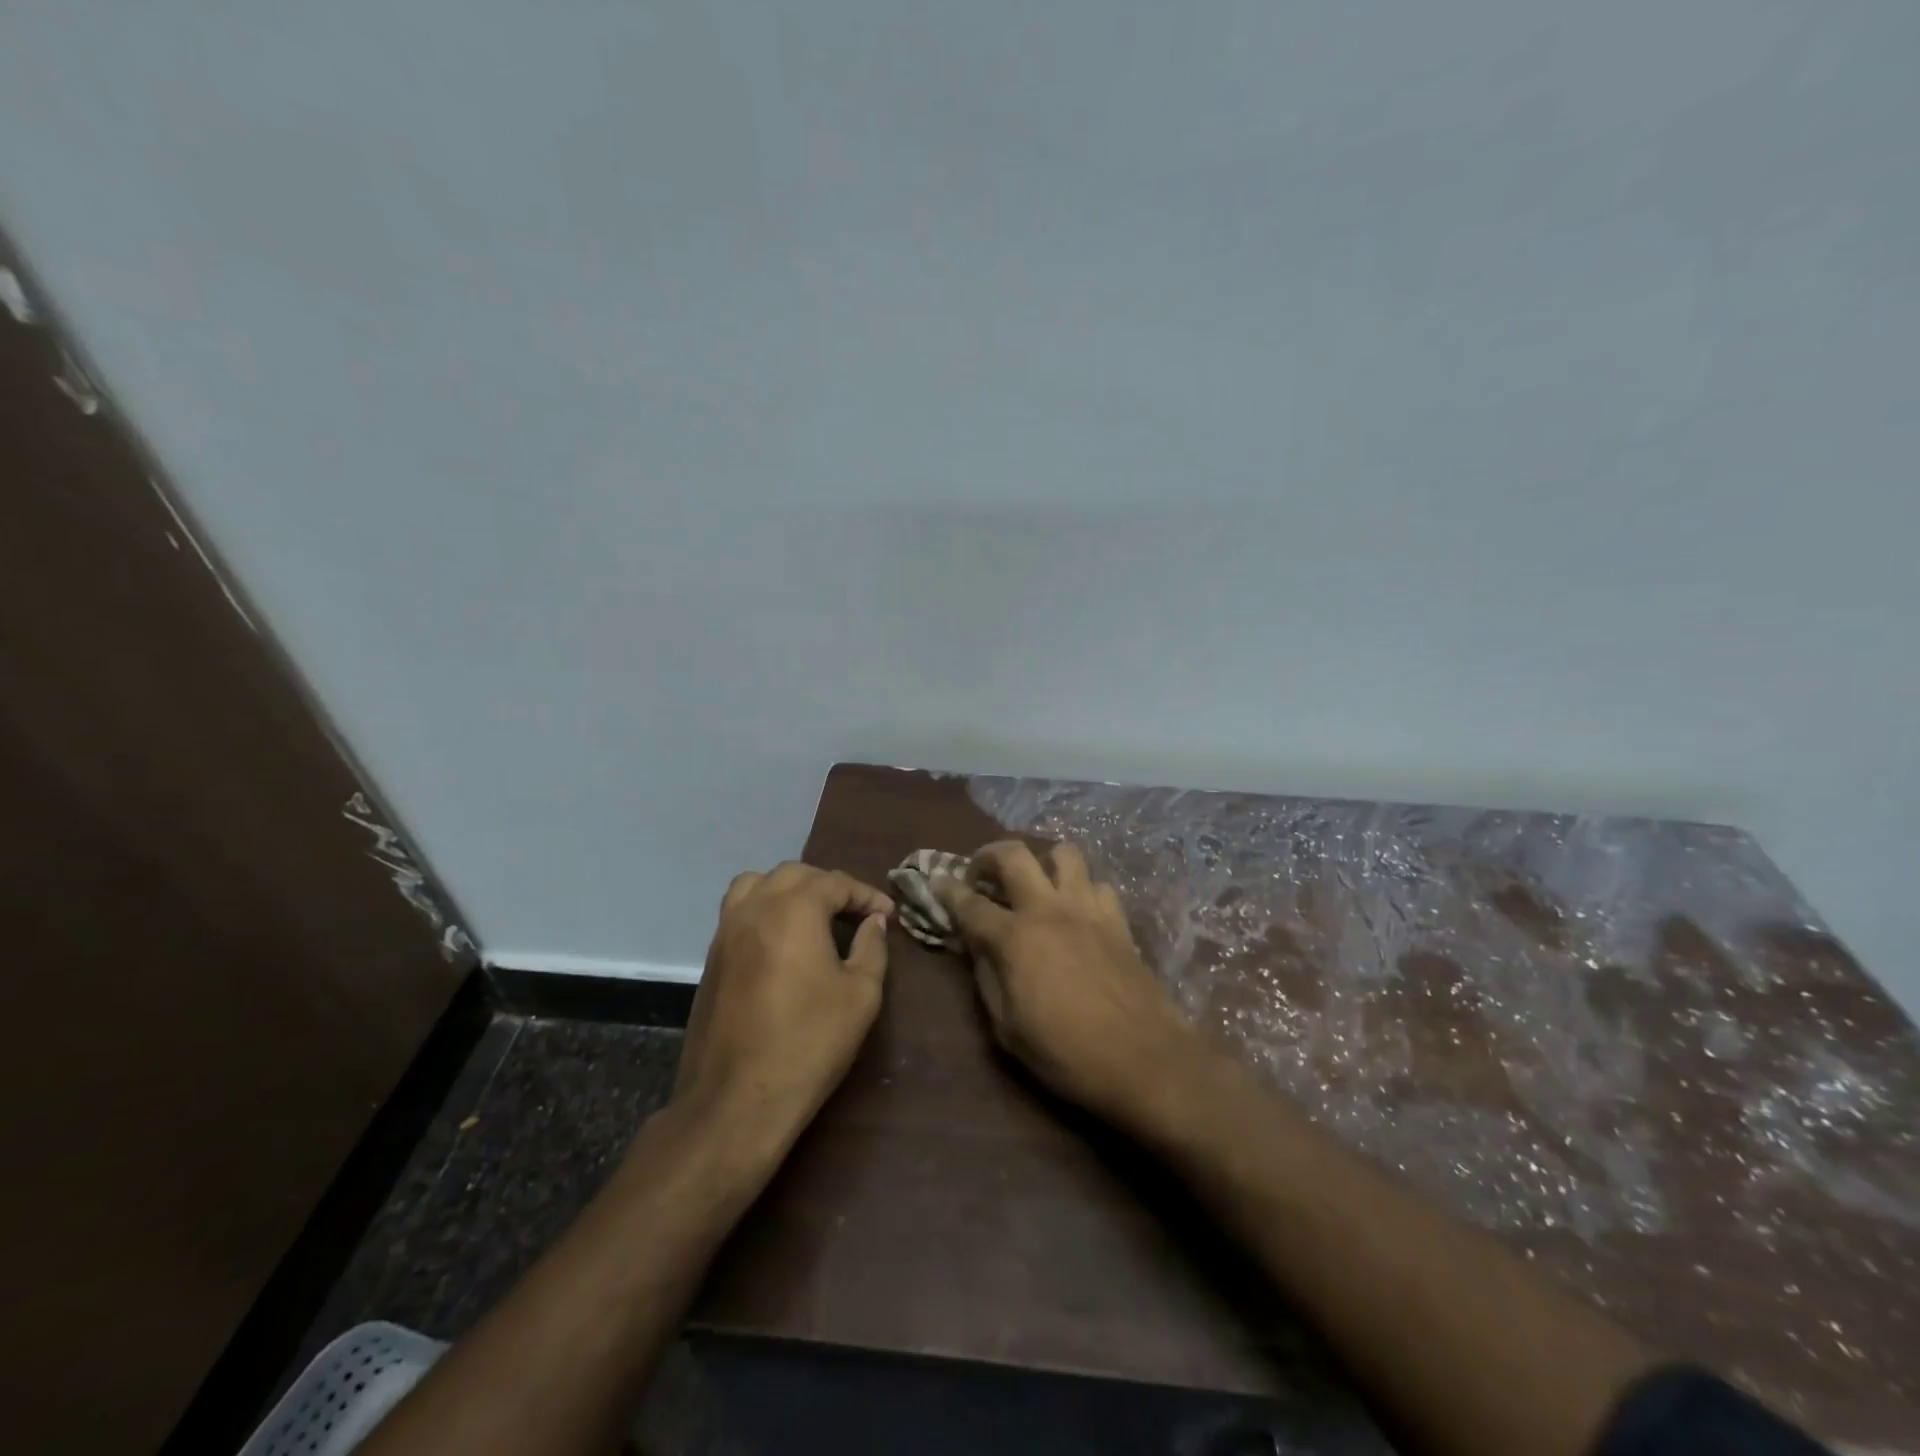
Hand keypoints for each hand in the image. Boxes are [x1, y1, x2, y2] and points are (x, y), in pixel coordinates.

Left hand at [674, 863, 893, 1147]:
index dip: (866, 895)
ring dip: (789, 889)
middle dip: (828, 886)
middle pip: (795, 874)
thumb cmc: (809, 1043)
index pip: (836, 882)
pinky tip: (782, 941)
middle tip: (854, 913)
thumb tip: (874, 922)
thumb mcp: (861, 995)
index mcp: (794, 909)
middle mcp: (755, 907)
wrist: (736, 1100)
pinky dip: (764, 909)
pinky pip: (738, 911)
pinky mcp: (711, 957)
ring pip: (757, 884)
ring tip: (812, 916)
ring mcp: (726, 931)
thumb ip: (872, 948)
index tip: (888, 915)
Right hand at [934, 841, 1199, 1123]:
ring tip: (1036, 884)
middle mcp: (1048, 910)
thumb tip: (976, 946)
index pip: (970, 903)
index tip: (936, 882)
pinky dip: (1082, 890)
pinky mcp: (1118, 920)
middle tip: (981, 872)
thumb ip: (987, 978)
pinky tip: (1078, 912)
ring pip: (1064, 853)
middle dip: (989, 854)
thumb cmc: (1067, 1054)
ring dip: (1043, 861)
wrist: (1145, 1061)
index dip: (947, 890)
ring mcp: (1088, 910)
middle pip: (1014, 854)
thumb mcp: (1008, 1029)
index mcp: (1015, 938)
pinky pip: (1098, 884)